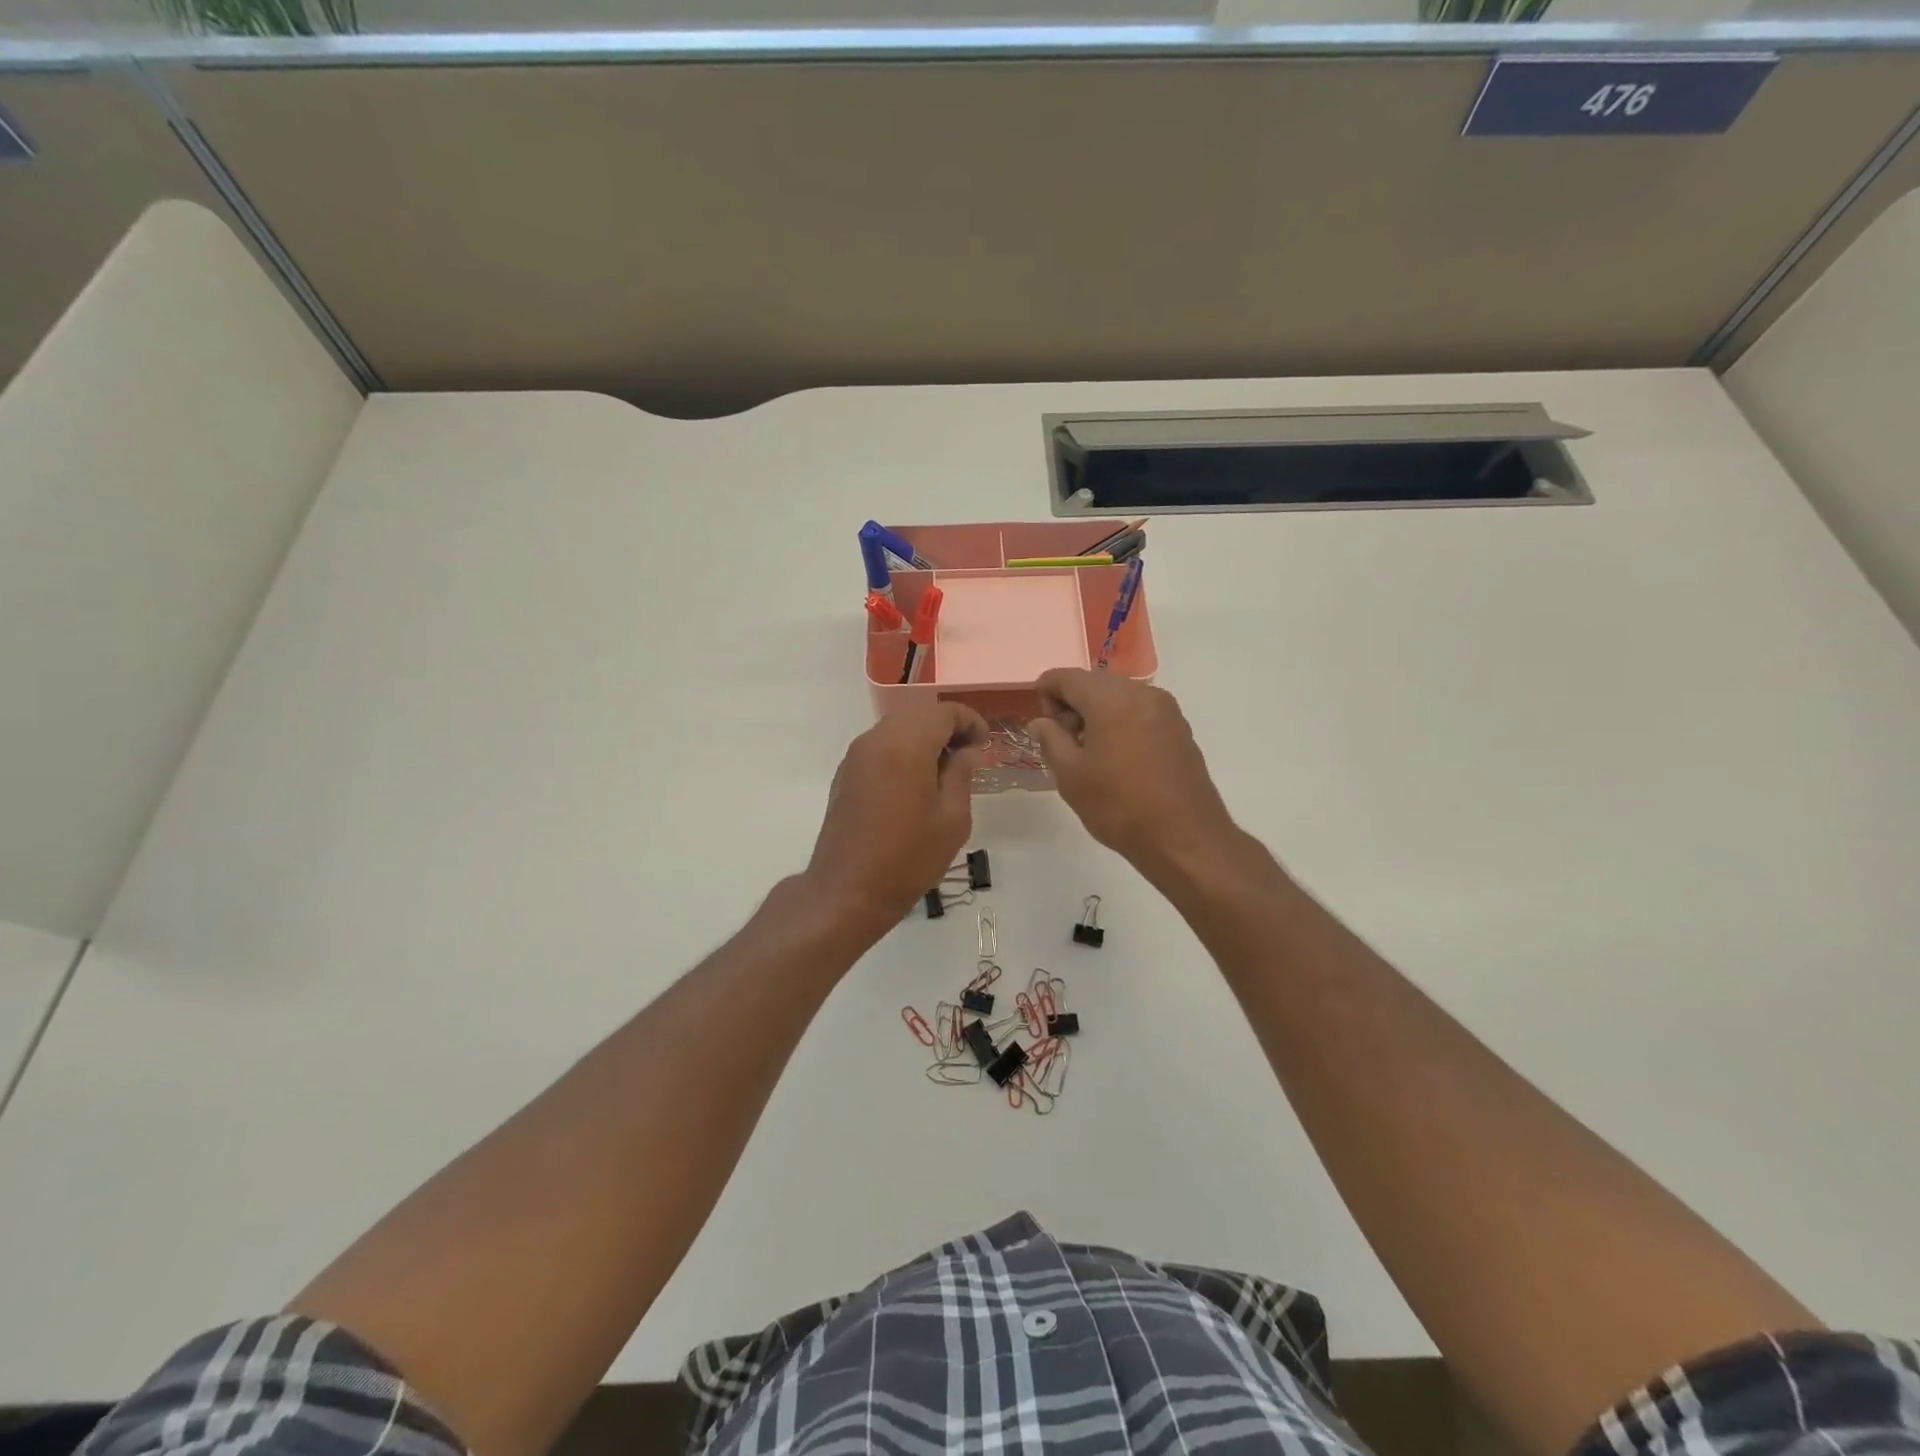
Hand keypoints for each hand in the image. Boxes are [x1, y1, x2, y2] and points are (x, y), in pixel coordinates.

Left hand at [804, 702, 988, 937]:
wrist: (847, 891)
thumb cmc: (908, 858)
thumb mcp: (952, 819)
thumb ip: (961, 775)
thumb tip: (967, 751)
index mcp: (906, 746)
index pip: (943, 712)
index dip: (970, 721)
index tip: (984, 745)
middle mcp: (877, 740)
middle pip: (918, 714)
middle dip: (947, 726)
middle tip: (969, 755)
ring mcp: (856, 756)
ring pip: (897, 727)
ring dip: (924, 737)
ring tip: (945, 770)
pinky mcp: (846, 773)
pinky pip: (880, 745)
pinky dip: (903, 749)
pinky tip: (916, 781)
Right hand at [1028, 670, 1237, 873]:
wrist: (1184, 840)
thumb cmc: (1120, 806)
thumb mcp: (1071, 775)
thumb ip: (1050, 739)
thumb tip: (1041, 722)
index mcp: (1111, 698)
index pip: (1065, 676)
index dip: (1045, 696)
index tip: (1045, 731)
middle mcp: (1142, 692)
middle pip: (1093, 683)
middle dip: (1071, 705)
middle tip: (1064, 745)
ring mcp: (1166, 709)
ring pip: (1118, 696)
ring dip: (1096, 715)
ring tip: (1091, 756)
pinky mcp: (1180, 728)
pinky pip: (1139, 712)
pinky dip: (1120, 723)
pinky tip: (1119, 760)